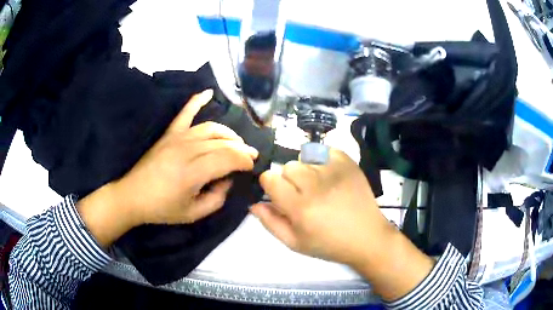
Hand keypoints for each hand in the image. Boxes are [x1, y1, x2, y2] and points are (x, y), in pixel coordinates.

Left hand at [78, 89, 258, 245]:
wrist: (132, 196)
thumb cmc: (162, 208)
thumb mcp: (194, 214)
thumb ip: (217, 198)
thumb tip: (228, 179)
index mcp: (193, 173)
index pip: (228, 158)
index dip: (244, 160)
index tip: (252, 166)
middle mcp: (187, 150)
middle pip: (222, 142)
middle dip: (241, 148)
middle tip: (251, 155)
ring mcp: (177, 138)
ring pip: (210, 128)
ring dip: (228, 133)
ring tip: (237, 141)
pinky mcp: (169, 134)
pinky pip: (185, 113)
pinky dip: (197, 101)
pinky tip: (208, 92)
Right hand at [251, 149, 434, 300]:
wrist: (367, 237)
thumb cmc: (329, 244)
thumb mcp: (295, 243)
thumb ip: (271, 222)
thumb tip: (254, 203)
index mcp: (300, 208)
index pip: (270, 178)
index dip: (270, 185)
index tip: (280, 195)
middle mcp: (316, 185)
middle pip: (288, 166)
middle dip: (290, 180)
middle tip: (303, 195)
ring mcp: (335, 171)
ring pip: (305, 159)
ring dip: (307, 171)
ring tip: (320, 187)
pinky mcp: (349, 164)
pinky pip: (326, 150)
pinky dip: (323, 160)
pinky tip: (330, 176)